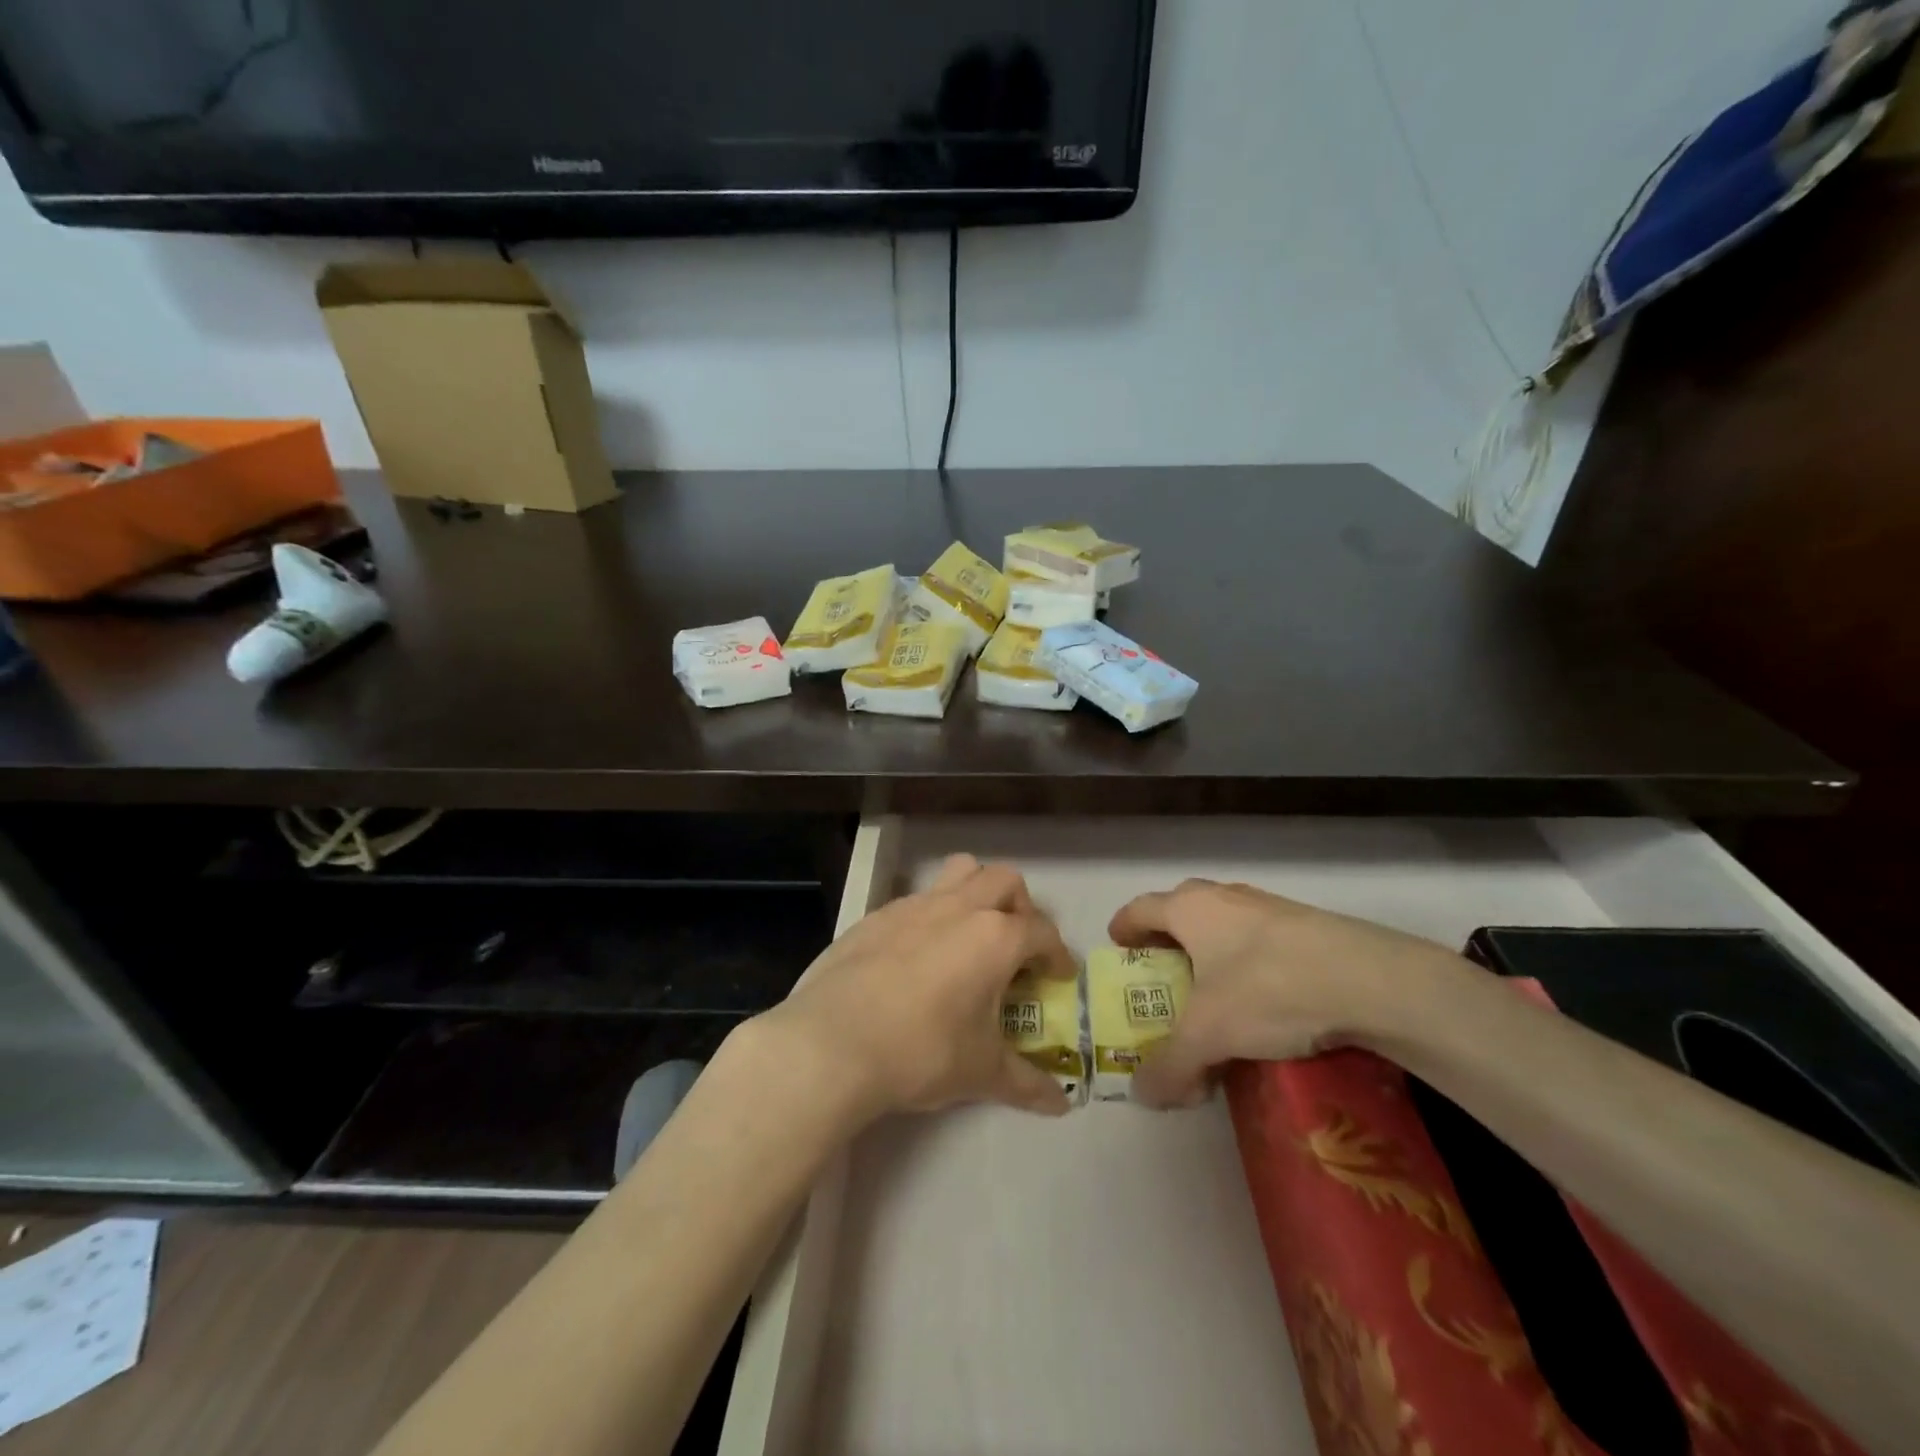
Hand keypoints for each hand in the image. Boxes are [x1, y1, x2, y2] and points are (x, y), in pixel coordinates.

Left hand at [758, 854, 1077, 1123]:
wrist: (832, 1043)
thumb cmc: (921, 1052)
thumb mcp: (981, 1072)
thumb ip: (1026, 1083)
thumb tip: (1061, 1105)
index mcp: (994, 937)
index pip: (1041, 932)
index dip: (1057, 953)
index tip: (1059, 975)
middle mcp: (958, 908)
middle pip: (1004, 881)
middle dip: (1021, 907)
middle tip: (1016, 947)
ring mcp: (914, 906)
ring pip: (959, 872)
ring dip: (976, 893)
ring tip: (972, 936)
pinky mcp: (876, 915)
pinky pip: (917, 899)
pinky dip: (932, 916)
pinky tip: (918, 958)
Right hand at [1107, 879, 1468, 1106]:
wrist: (1374, 981)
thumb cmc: (1270, 990)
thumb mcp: (1209, 1036)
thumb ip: (1170, 1066)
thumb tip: (1142, 1095)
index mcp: (1190, 908)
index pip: (1140, 908)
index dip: (1123, 928)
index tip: (1118, 949)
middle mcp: (1224, 897)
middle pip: (1180, 911)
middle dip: (1167, 941)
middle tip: (1164, 978)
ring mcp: (1269, 906)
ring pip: (1224, 923)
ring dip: (1211, 951)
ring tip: (1216, 995)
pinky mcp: (1308, 926)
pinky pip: (1261, 939)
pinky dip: (1250, 962)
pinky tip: (1266, 1001)